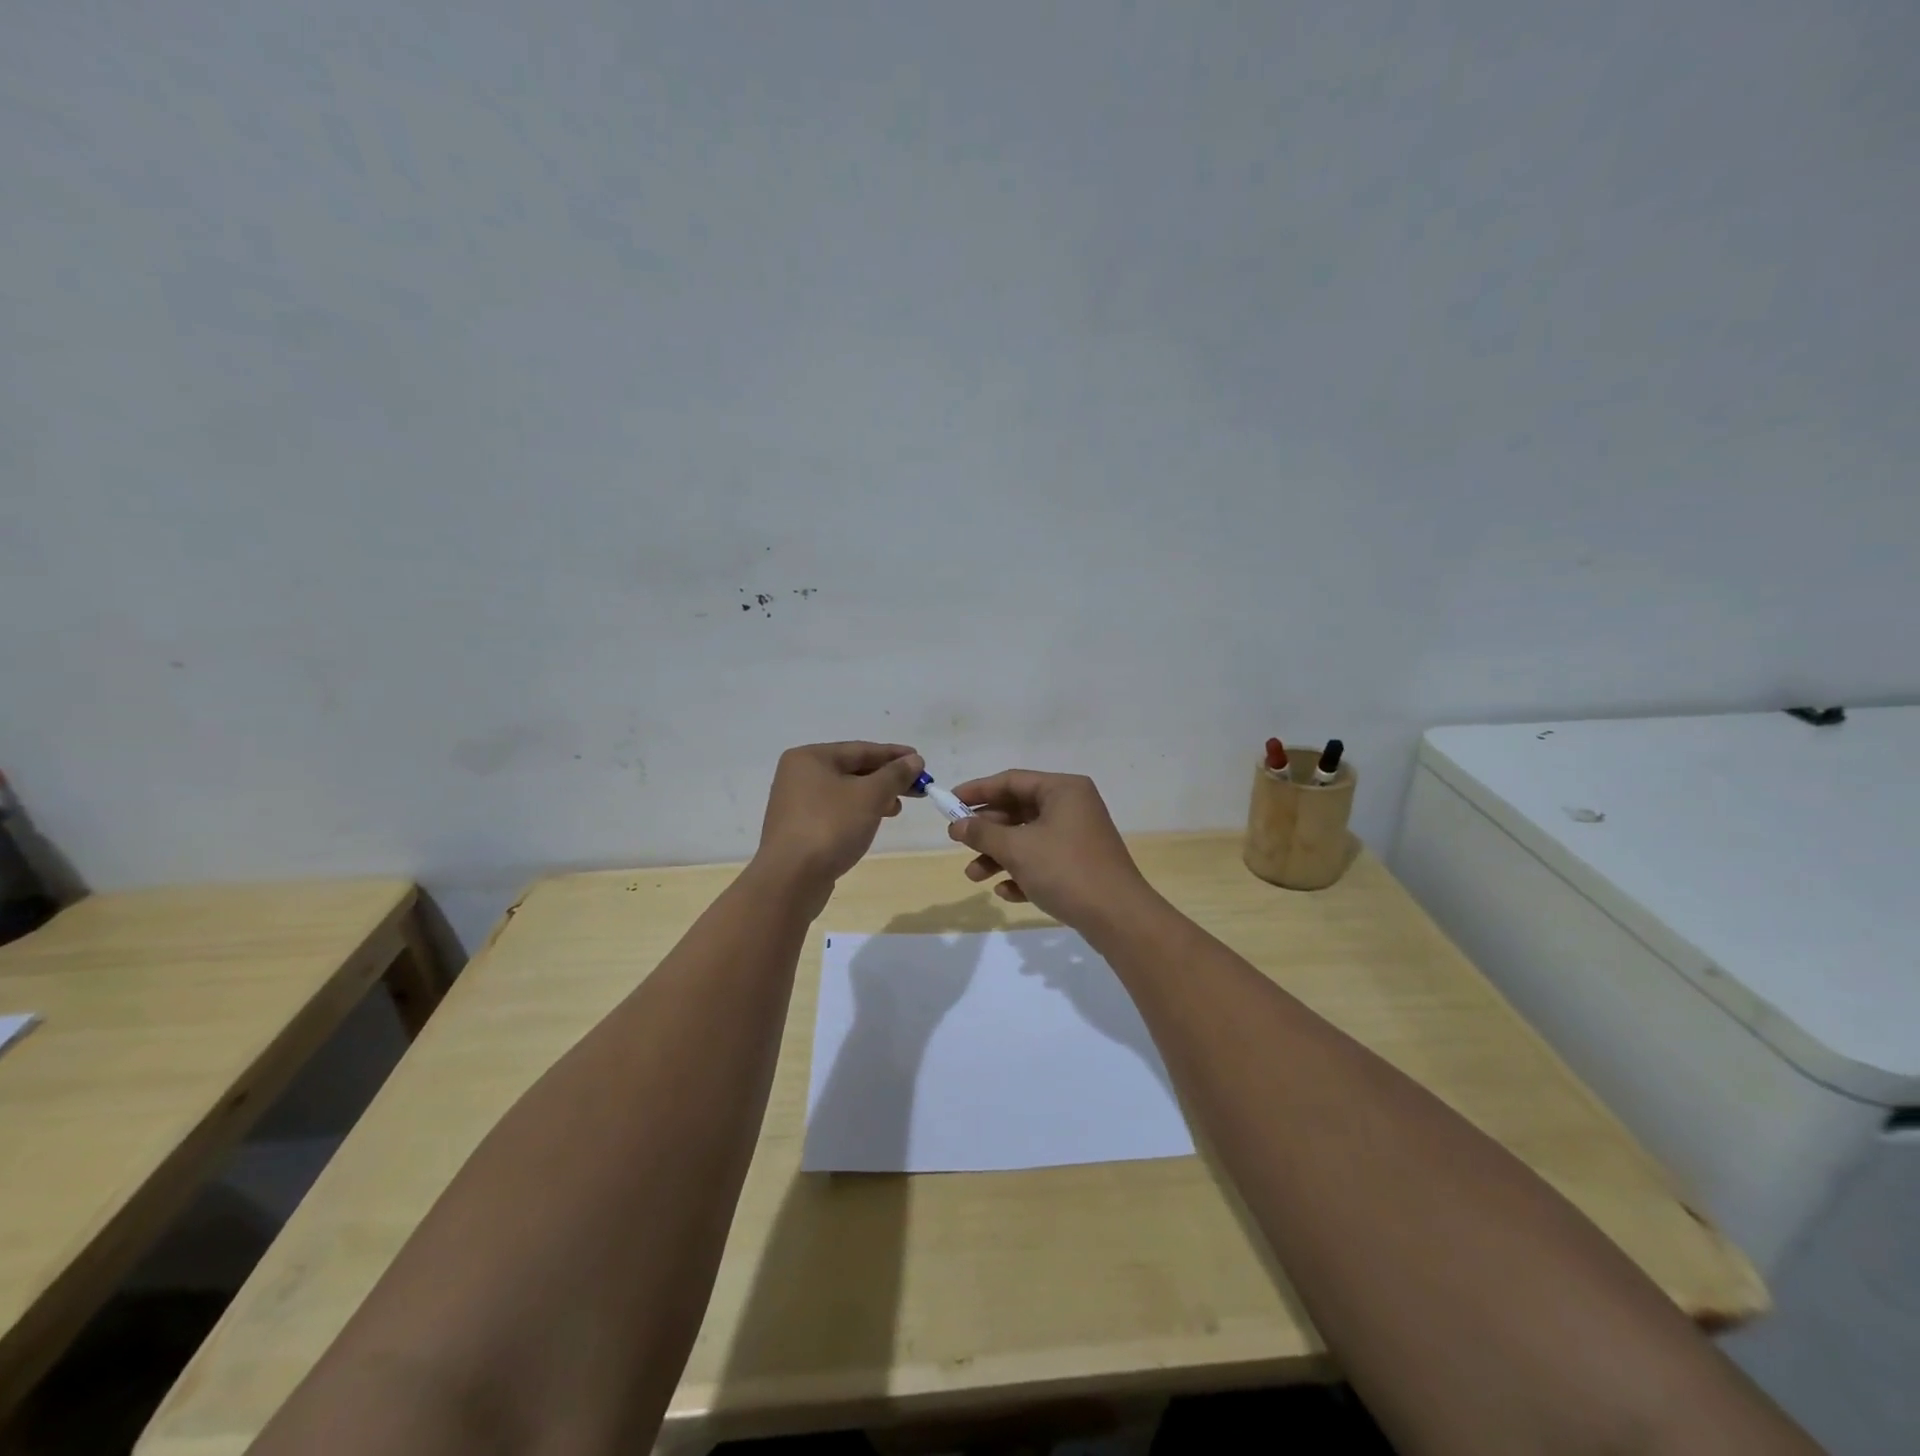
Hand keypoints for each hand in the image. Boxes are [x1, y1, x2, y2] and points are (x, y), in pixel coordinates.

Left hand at [753, 742, 923, 899]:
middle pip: (852, 769)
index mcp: (810, 758)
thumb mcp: (870, 796)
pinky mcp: (799, 829)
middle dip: (886, 778)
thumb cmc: (830, 827)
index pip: (860, 749)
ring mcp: (796, 803)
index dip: (894, 755)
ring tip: (897, 808)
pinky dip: (857, 812)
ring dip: (874, 797)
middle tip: (917, 788)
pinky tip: (872, 822)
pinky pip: (835, 811)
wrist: (790, 879)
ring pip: (845, 792)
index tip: (921, 761)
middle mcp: (798, 775)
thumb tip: (914, 760)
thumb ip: (895, 775)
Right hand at [945, 770, 1152, 930]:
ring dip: (999, 856)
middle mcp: (1072, 807)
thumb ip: (983, 833)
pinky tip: (1005, 892)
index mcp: (1063, 790)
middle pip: (1019, 810)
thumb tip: (957, 825)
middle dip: (987, 830)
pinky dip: (1022, 872)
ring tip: (974, 876)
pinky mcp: (1080, 865)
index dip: (978, 791)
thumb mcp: (1017, 849)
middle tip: (957, 842)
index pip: (1012, 780)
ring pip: (1028, 839)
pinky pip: (1043, 861)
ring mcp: (1078, 837)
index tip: (949, 803)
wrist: (1118, 917)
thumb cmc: (1065, 870)